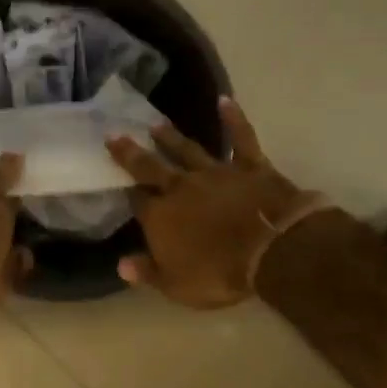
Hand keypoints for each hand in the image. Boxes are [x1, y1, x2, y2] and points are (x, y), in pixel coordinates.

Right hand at [107, 98, 328, 308]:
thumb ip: (148, 272)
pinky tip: (225, 101)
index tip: (115, 179)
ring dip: (171, 137)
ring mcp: (216, 173)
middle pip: (151, 167)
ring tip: (155, 123)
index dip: (128, 191)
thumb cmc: (220, 273)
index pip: (138, 201)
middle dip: (131, 153)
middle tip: (114, 134)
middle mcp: (182, 188)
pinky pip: (241, 139)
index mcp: (161, 216)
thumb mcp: (177, 286)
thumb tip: (121, 265)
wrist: (272, 249)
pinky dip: (234, 119)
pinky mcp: (249, 166)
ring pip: (188, 150)